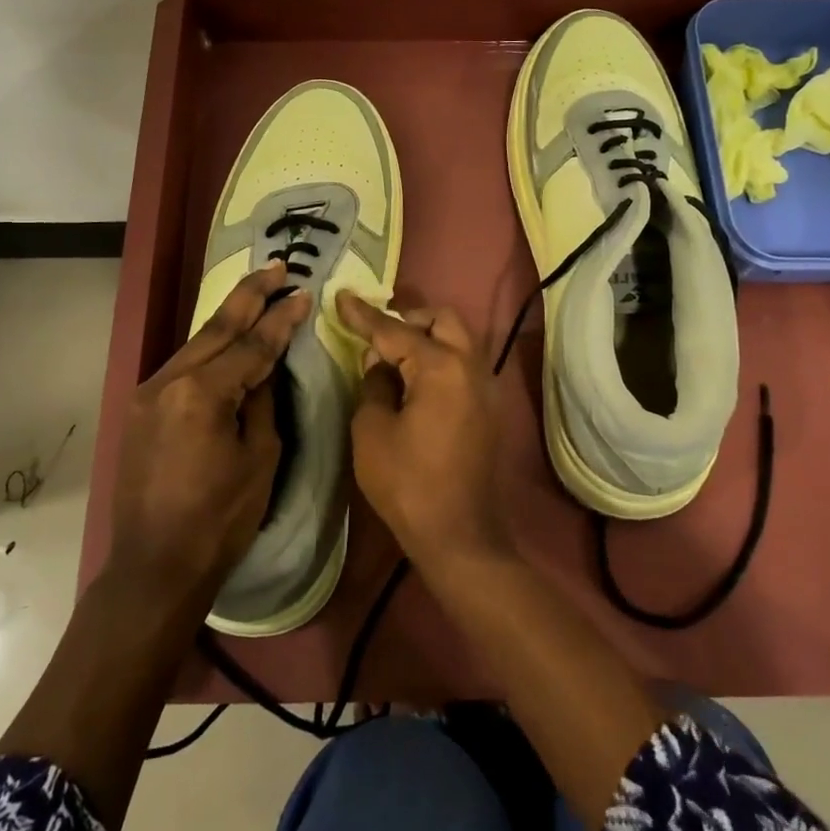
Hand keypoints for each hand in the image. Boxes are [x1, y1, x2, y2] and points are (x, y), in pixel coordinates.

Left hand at [107, 264, 309, 603]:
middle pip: (216, 329)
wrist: (155, 567)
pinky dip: (208, 349)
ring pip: (195, 345)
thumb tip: (264, 367)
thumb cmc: (220, 519)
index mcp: (201, 394)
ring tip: (257, 294)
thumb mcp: (260, 458)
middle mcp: (167, 381)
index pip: (251, 347)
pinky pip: (181, 368)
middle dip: (250, 297)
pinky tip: (225, 339)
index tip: (304, 293)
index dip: (281, 320)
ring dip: (228, 320)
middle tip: (277, 268)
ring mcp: (147, 394)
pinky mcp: (139, 409)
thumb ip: (262, 402)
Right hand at [336, 292, 509, 570]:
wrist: (459, 534)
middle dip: (408, 318)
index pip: (395, 331)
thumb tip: (381, 364)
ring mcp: (486, 387)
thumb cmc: (408, 483)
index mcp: (441, 367)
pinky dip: (440, 359)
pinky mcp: (488, 408)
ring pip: (458, 340)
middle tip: (376, 334)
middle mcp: (471, 366)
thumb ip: (374, 385)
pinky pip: (463, 365)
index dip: (364, 315)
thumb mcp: (372, 431)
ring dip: (427, 337)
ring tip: (392, 357)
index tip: (341, 296)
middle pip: (443, 320)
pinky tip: (413, 382)